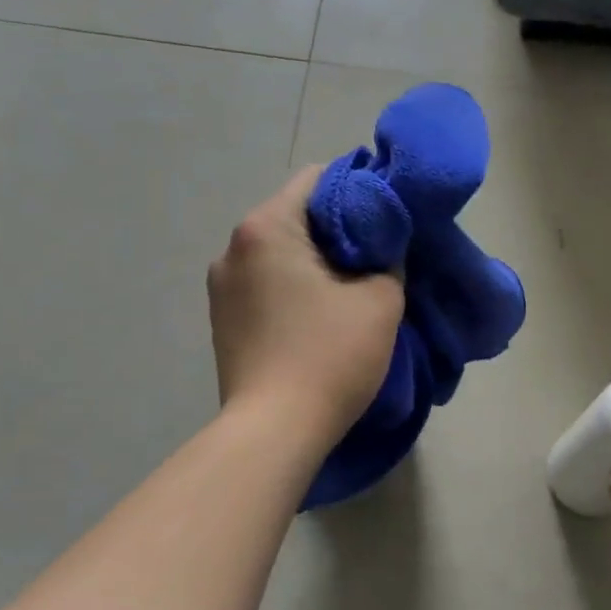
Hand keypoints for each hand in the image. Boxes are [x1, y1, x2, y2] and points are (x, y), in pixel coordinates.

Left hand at [208, 165, 404, 444]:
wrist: (274, 431)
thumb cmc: (330, 356)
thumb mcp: (380, 298)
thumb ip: (388, 255)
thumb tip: (384, 242)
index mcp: (265, 228)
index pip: (318, 178)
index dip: (360, 188)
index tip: (389, 214)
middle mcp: (232, 248)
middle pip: (296, 215)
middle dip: (339, 228)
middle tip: (379, 253)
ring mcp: (221, 286)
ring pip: (280, 252)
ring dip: (315, 260)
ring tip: (350, 286)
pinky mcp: (222, 320)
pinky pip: (265, 283)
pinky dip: (294, 286)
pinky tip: (318, 313)